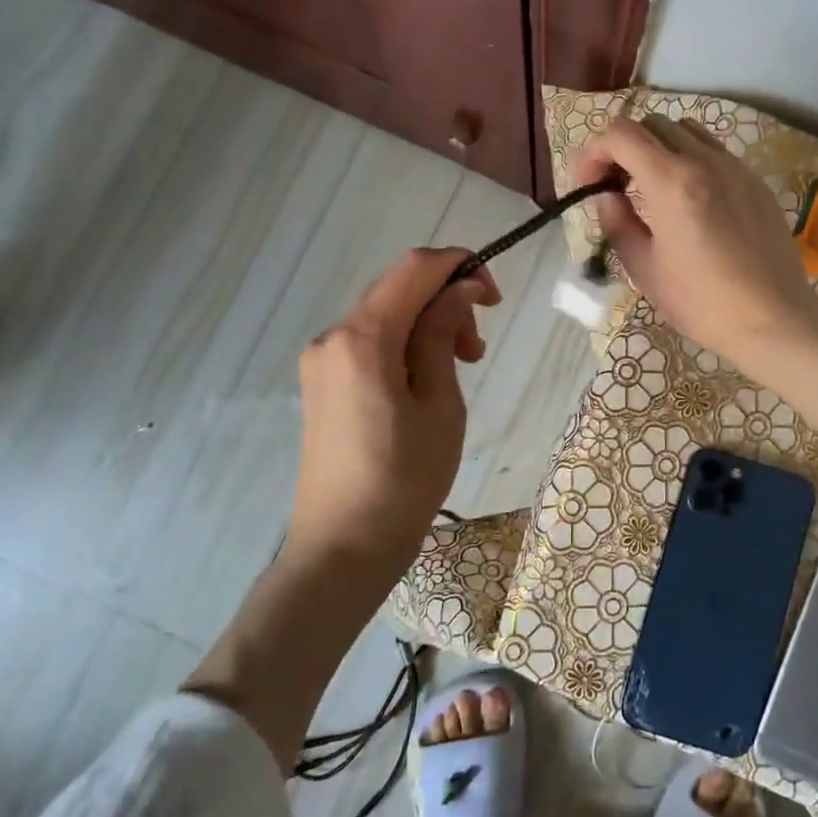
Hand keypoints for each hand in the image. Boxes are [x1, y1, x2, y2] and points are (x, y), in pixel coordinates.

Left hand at [288, 248, 500, 572]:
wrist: (342, 549)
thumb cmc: (404, 479)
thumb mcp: (439, 403)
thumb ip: (442, 334)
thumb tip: (460, 288)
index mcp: (362, 338)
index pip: (414, 268)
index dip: (460, 267)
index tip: (495, 299)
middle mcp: (332, 337)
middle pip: (397, 289)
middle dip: (445, 301)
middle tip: (476, 352)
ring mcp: (322, 362)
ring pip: (385, 316)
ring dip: (427, 325)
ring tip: (458, 368)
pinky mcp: (322, 385)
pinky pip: (369, 344)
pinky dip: (404, 346)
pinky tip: (425, 382)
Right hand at [572, 113, 817, 373]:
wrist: (772, 320)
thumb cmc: (701, 302)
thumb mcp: (644, 268)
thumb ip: (617, 222)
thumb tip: (606, 196)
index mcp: (671, 181)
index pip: (621, 134)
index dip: (594, 151)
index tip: (588, 184)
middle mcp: (705, 161)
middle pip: (652, 124)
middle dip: (624, 147)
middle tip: (615, 185)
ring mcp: (736, 168)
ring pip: (687, 131)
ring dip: (659, 148)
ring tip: (652, 188)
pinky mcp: (755, 182)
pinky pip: (715, 153)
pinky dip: (690, 161)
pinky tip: (691, 202)